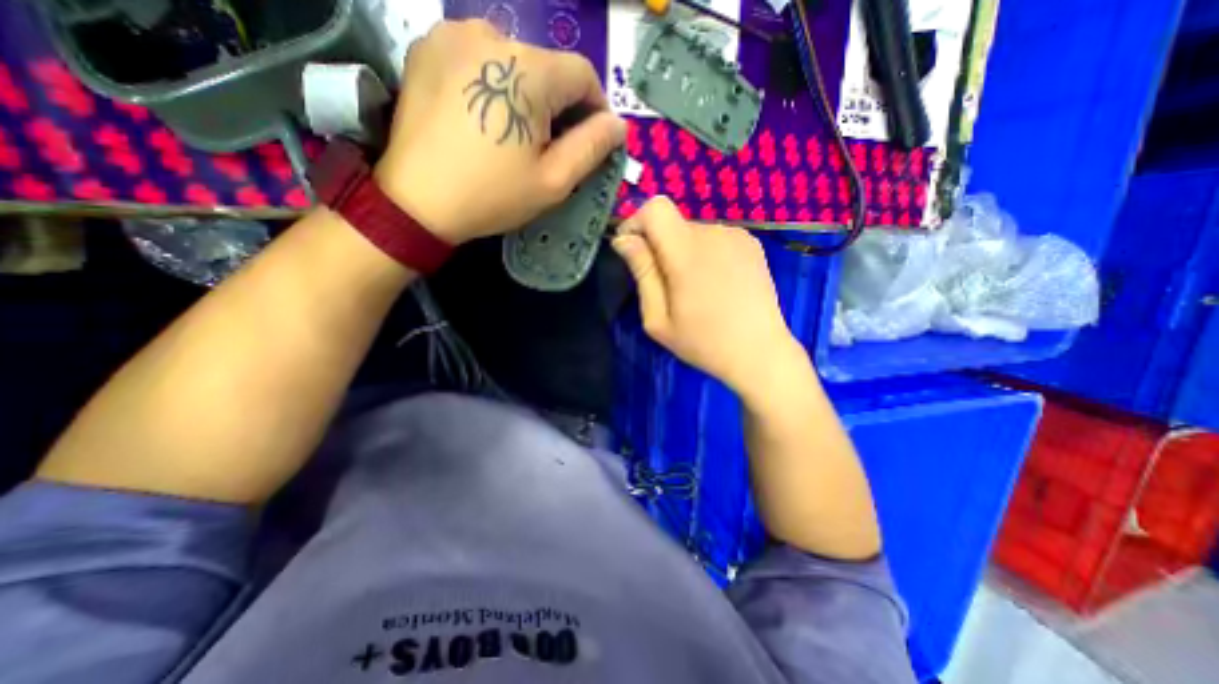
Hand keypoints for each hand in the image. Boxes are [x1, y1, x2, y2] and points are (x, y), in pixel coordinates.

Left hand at [373, 19, 628, 245]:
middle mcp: (492, 34)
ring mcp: (453, 34)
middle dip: (559, 105)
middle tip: (552, 146)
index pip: (583, 74)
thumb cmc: (493, 194)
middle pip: (548, 67)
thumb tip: (617, 124)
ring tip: (516, 134)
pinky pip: (480, 59)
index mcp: (529, 70)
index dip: (596, 108)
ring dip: (527, 95)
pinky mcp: (428, 47)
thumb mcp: (554, 180)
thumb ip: (592, 147)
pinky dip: (495, 85)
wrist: (416, 201)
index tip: (592, 139)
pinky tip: (486, 118)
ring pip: (514, 62)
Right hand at [608, 195, 801, 391]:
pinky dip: (704, 253)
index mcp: (687, 252)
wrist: (760, 353)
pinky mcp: (752, 243)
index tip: (634, 252)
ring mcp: (737, 236)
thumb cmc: (703, 342)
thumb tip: (624, 238)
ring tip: (695, 289)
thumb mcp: (658, 318)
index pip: (655, 208)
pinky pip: (714, 237)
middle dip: (660, 247)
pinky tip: (715, 283)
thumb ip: (642, 272)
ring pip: (692, 231)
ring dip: (683, 252)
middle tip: (667, 287)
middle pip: (673, 223)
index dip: (637, 223)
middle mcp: (714, 233)